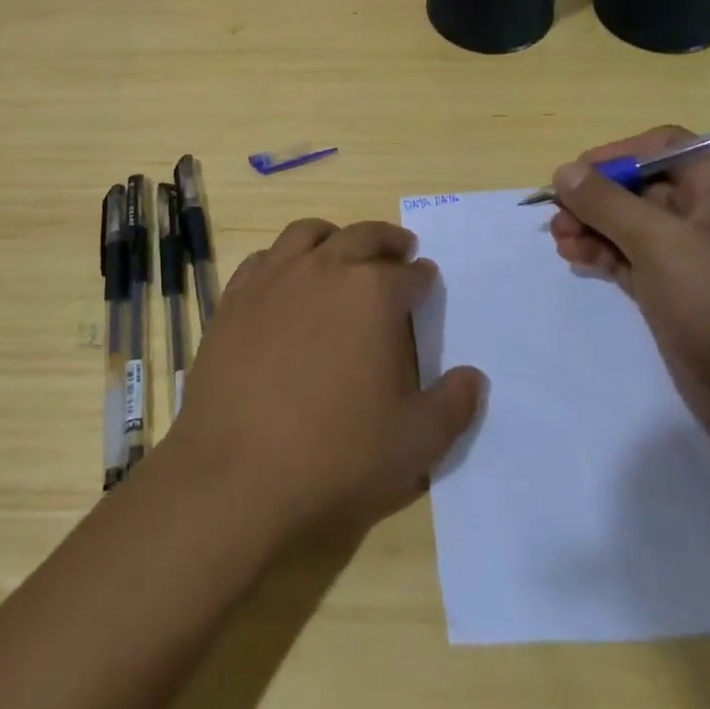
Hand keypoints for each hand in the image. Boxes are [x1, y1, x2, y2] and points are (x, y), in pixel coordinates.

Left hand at [165, 218, 484, 540]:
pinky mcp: (235, 296)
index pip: (410, 274)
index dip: (423, 278)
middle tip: (400, 250)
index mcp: (374, 293)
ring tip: (343, 251)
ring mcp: (275, 277)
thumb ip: (454, 406)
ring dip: (335, 237)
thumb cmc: (336, 458)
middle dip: (388, 241)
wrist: (235, 475)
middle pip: (363, 236)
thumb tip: (474, 377)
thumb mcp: (416, 445)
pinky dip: (285, 258)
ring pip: (309, 233)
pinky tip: (287, 280)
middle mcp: (325, 268)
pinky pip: (265, 258)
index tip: (427, 282)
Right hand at [547, 128, 709, 459]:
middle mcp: (706, 214)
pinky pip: (629, 257)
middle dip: (595, 197)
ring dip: (591, 226)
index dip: (618, 154)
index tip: (578, 176)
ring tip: (562, 243)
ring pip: (628, 223)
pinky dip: (601, 254)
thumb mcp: (660, 245)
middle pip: (638, 185)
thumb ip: (608, 203)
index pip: (662, 146)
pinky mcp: (675, 289)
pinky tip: (575, 260)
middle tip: (558, 217)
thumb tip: (565, 171)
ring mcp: (690, 255)